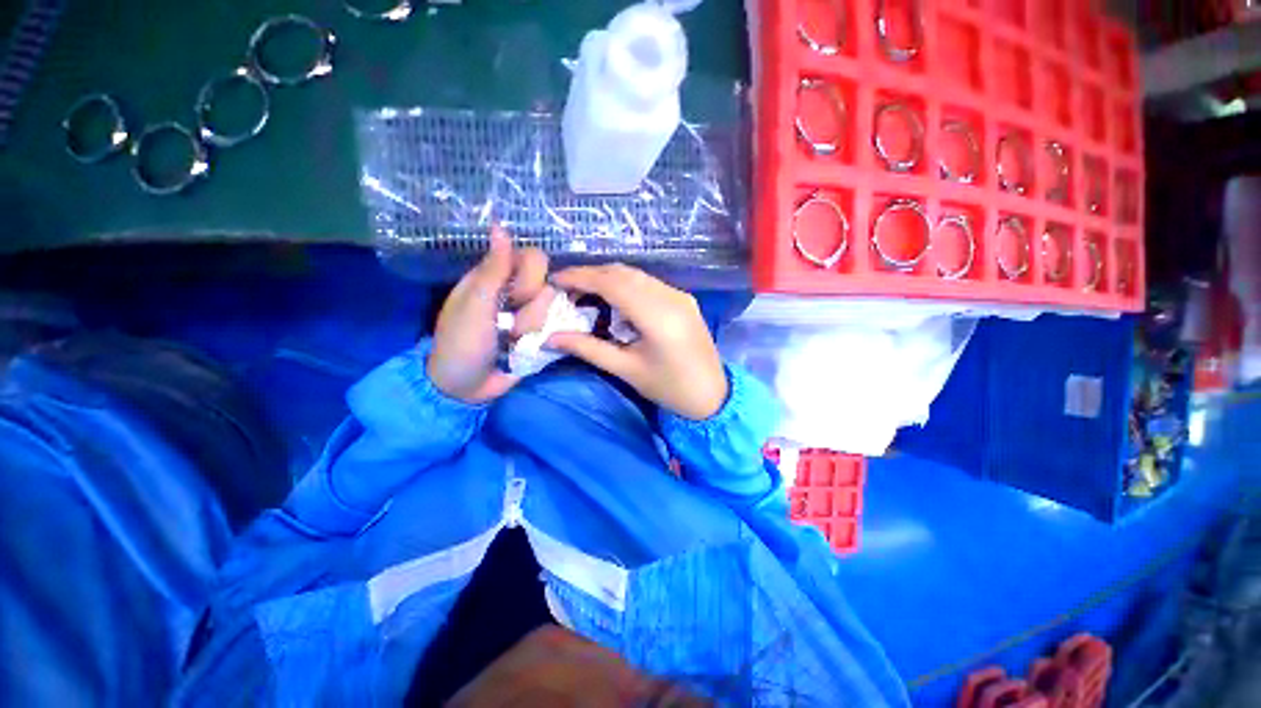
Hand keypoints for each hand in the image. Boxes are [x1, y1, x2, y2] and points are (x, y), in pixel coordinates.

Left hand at [427, 227, 548, 402]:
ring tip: (514, 342)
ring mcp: (533, 315)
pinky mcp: (543, 335)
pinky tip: (534, 346)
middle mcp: (518, 293)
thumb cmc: (462, 343)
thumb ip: (493, 270)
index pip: (533, 258)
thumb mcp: (474, 306)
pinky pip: (560, 327)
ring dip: (533, 329)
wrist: (466, 388)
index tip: (514, 294)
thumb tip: (500, 227)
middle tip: (509, 324)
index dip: (530, 276)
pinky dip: (549, 337)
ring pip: (555, 309)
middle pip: (548, 283)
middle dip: (531, 308)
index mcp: (497, 278)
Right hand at [548, 264, 727, 419]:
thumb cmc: (669, 388)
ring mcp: (680, 295)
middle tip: (566, 290)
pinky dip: (625, 285)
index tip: (555, 280)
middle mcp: (671, 297)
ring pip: (636, 275)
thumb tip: (550, 337)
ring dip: (607, 278)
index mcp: (657, 316)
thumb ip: (588, 349)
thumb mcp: (626, 370)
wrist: (712, 395)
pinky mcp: (683, 298)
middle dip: (591, 275)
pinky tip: (613, 299)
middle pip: (623, 273)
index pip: (612, 283)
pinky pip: (648, 283)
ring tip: (584, 294)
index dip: (581, 277)